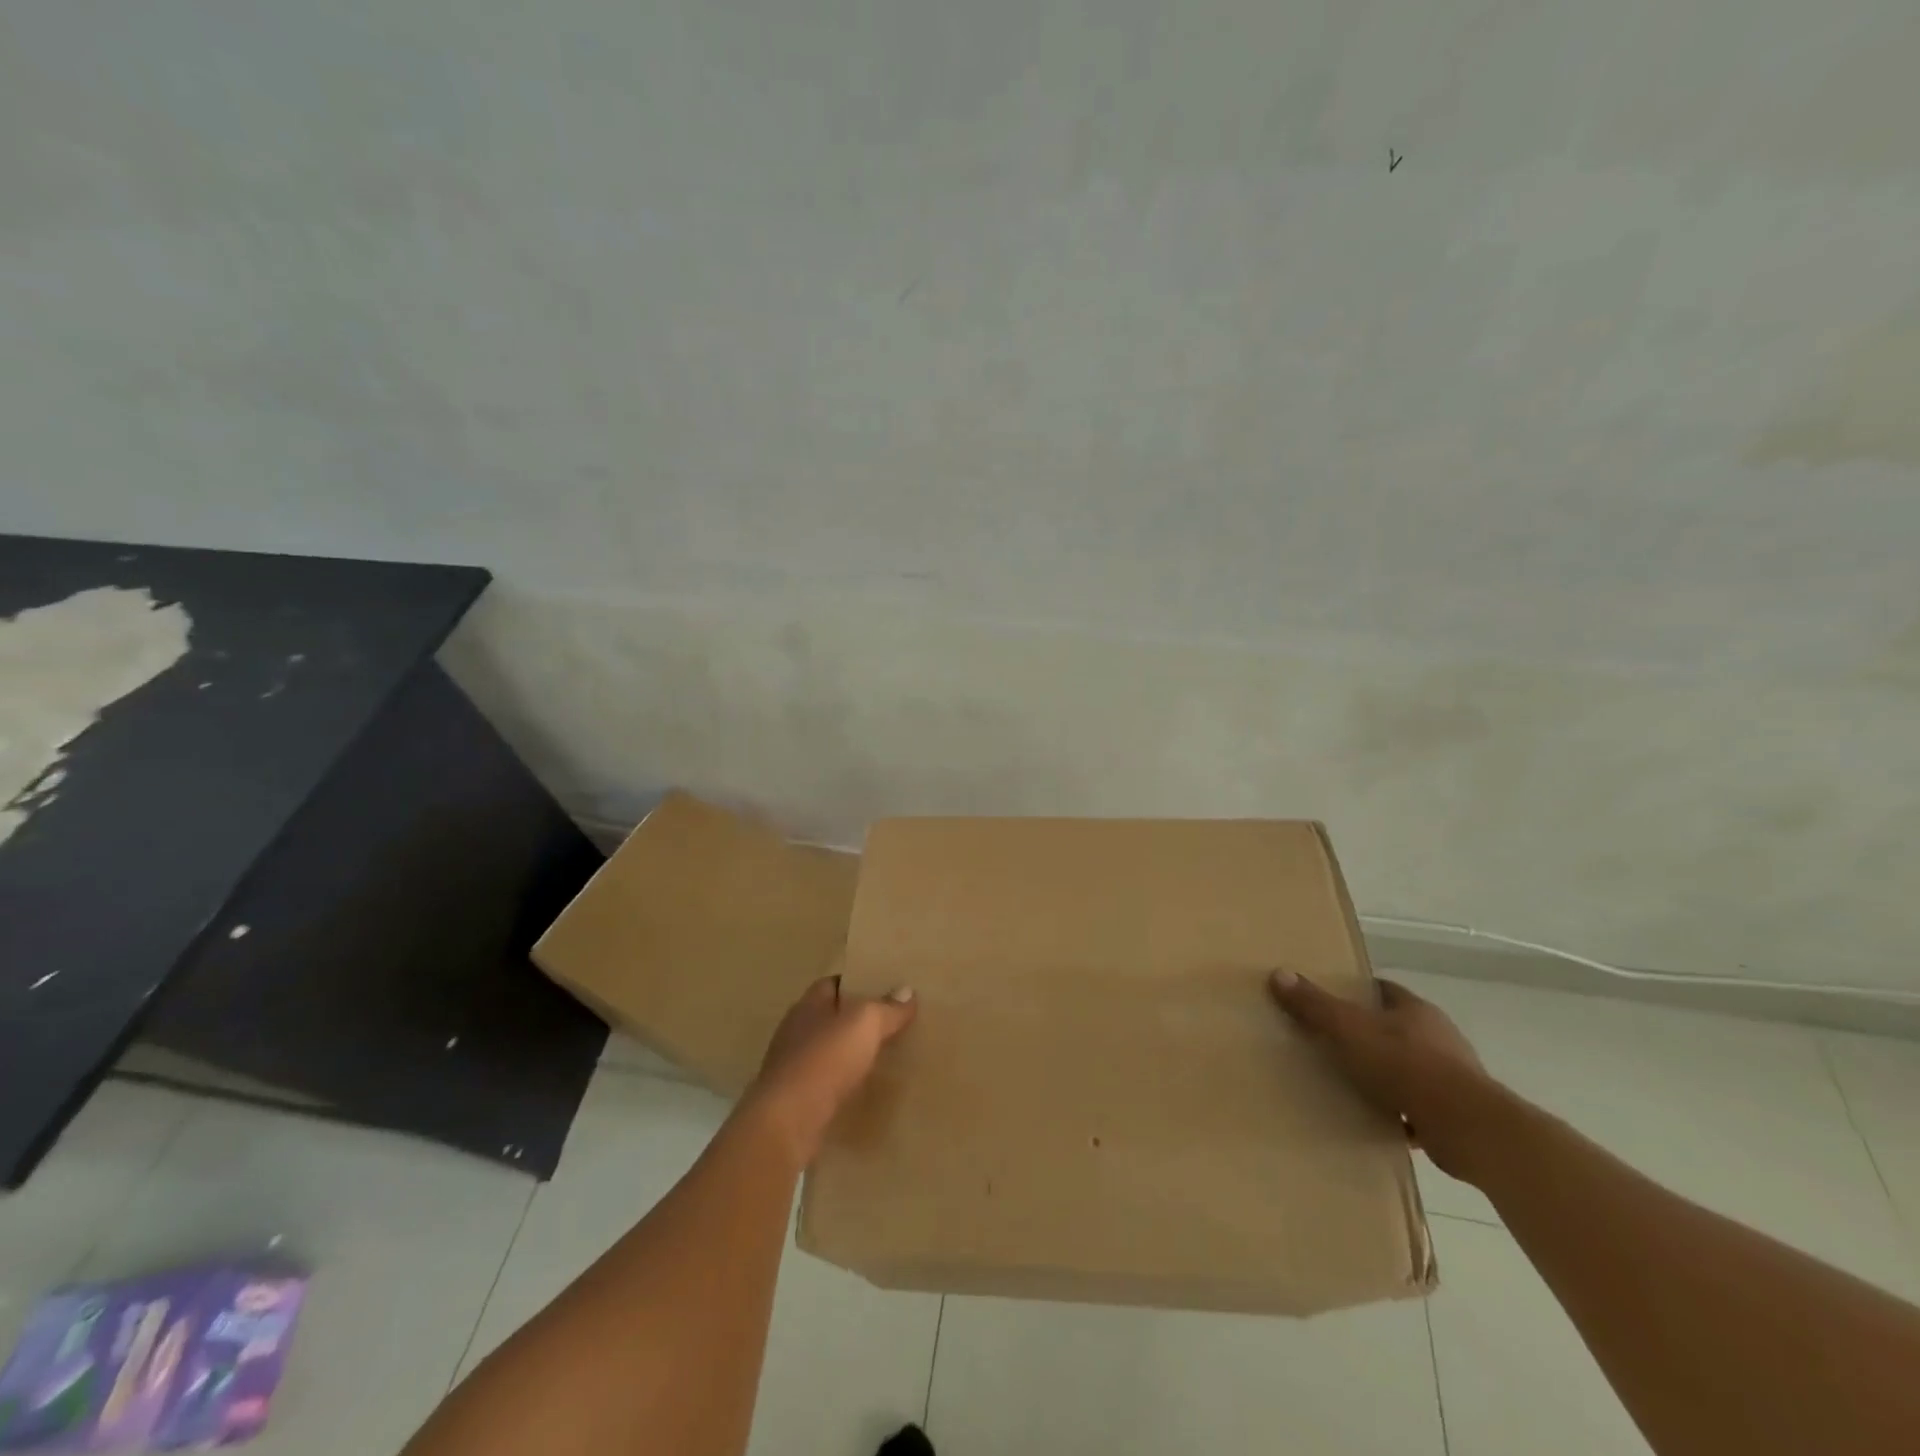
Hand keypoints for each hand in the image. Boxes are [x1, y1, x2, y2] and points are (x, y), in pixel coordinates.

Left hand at [744, 975, 916, 1165]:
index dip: (857, 984)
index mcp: (808, 1005)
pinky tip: (861, 1090)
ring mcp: (791, 1066)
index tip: (884, 991)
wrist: (787, 1122)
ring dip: (848, 1054)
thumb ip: (887, 1008)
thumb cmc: (825, 1060)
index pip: (833, 984)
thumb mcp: (865, 1024)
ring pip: (826, 1051)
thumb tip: (907, 991)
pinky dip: (841, 1083)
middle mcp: (795, 1030)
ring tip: (880, 1058)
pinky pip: (823, 1083)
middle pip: (830, 1017)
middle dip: (855, 1021)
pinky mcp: (793, 1099)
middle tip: (890, 1025)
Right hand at [1269, 970, 1494, 1179]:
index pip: (1382, 990)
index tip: (1329, 1000)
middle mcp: (1438, 1036)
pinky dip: (1398, 1109)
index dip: (1356, 992)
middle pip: (1395, 1027)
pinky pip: (1418, 1105)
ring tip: (1347, 1083)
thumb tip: (1279, 973)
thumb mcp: (1349, 1030)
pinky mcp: (1456, 1112)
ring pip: (1407, 1066)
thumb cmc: (1407, 1066)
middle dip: (1366, 1034)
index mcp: (1415, 1010)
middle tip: (1330, 1042)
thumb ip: (1315, 1005)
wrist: (1469, 1128)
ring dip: (1383, 1074)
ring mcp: (1451, 1075)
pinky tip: (1374, 1118)